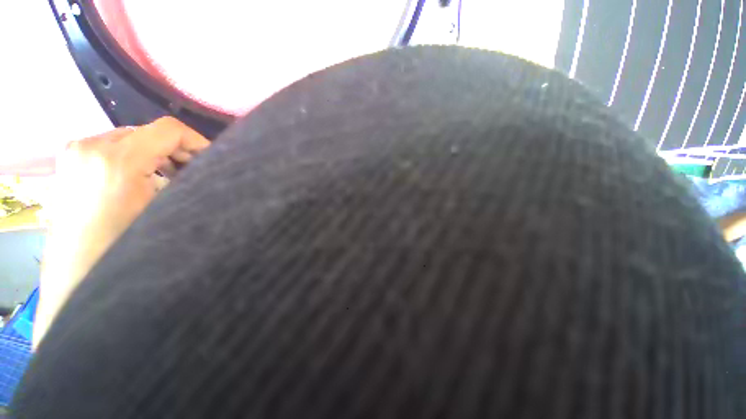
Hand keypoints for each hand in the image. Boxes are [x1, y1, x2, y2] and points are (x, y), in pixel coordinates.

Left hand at [35, 117, 209, 347]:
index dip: (197, 142)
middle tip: (191, 173)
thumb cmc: (126, 244)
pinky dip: (133, 158)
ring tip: (166, 179)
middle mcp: (90, 145)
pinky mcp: (68, 160)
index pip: (169, 130)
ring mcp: (74, 151)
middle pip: (148, 132)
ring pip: (130, 139)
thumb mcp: (166, 210)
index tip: (210, 160)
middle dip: (176, 151)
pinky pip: (111, 147)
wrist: (78, 271)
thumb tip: (206, 170)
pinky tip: (140, 180)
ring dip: (155, 155)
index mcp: (116, 159)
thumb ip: (186, 183)